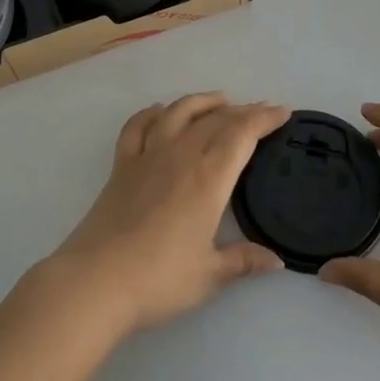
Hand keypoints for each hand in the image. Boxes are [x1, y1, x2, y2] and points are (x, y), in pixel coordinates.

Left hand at [49, 94, 290, 333]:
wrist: (97, 280)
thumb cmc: (159, 279)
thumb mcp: (209, 275)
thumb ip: (243, 261)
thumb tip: (276, 260)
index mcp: (208, 178)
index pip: (242, 134)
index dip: (263, 119)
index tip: (282, 111)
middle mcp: (179, 156)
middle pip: (214, 120)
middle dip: (242, 111)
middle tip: (260, 110)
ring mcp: (146, 157)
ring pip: (177, 113)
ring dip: (201, 102)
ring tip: (219, 100)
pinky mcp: (121, 166)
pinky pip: (137, 127)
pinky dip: (151, 113)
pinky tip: (160, 112)